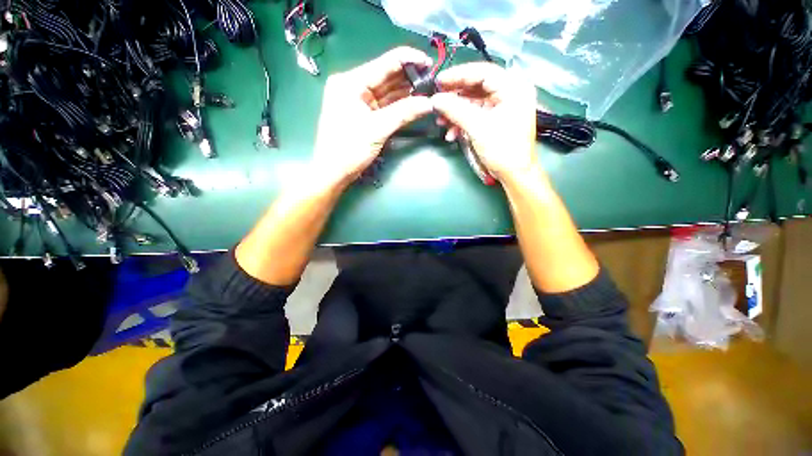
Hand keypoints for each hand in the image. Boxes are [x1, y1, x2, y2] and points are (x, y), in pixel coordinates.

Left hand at [311, 47, 433, 184]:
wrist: (333, 173)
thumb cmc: (349, 149)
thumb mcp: (377, 129)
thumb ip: (403, 113)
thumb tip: (429, 103)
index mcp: (351, 82)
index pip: (385, 63)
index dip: (409, 60)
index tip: (430, 63)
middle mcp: (354, 86)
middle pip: (387, 76)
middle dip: (410, 78)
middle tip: (433, 80)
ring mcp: (359, 101)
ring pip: (387, 92)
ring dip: (406, 92)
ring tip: (428, 91)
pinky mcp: (364, 115)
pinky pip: (385, 105)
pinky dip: (399, 105)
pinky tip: (414, 103)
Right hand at [431, 63, 538, 182]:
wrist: (514, 174)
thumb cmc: (502, 149)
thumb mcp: (477, 127)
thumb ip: (455, 110)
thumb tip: (435, 99)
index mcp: (513, 87)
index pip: (482, 72)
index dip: (458, 75)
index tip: (438, 82)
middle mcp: (509, 92)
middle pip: (476, 87)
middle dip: (454, 97)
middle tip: (437, 101)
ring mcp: (502, 107)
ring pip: (473, 102)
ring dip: (455, 112)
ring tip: (441, 121)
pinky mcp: (496, 120)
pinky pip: (476, 115)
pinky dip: (462, 122)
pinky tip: (451, 133)